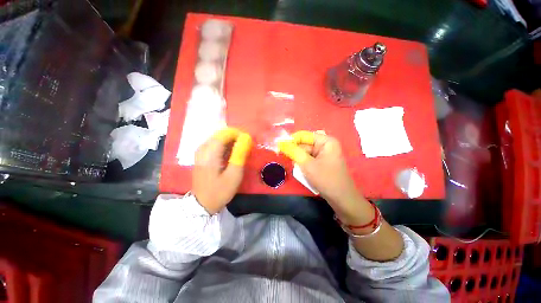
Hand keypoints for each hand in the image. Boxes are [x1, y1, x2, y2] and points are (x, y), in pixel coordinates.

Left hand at [193, 127, 251, 214]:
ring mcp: (200, 152)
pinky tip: (230, 155)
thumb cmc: (220, 191)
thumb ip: (240, 154)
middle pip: (221, 135)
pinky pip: (214, 145)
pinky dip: (225, 147)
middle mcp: (203, 149)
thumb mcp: (234, 174)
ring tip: (239, 152)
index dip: (238, 134)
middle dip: (235, 138)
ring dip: (230, 142)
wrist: (202, 204)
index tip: (248, 142)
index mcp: (210, 153)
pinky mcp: (201, 156)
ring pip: (218, 139)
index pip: (225, 134)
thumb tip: (246, 138)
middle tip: (245, 148)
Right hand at [278, 131, 370, 224]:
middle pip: (304, 144)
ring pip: (305, 153)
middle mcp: (325, 145)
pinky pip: (309, 159)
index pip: (304, 135)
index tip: (281, 147)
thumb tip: (282, 143)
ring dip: (299, 160)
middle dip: (296, 153)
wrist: (341, 199)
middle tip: (290, 161)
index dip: (291, 140)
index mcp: (325, 141)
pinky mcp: (322, 162)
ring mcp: (324, 154)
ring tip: (298, 168)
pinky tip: (302, 171)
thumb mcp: (307, 164)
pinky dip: (303, 164)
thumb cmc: (326, 179)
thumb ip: (294, 152)